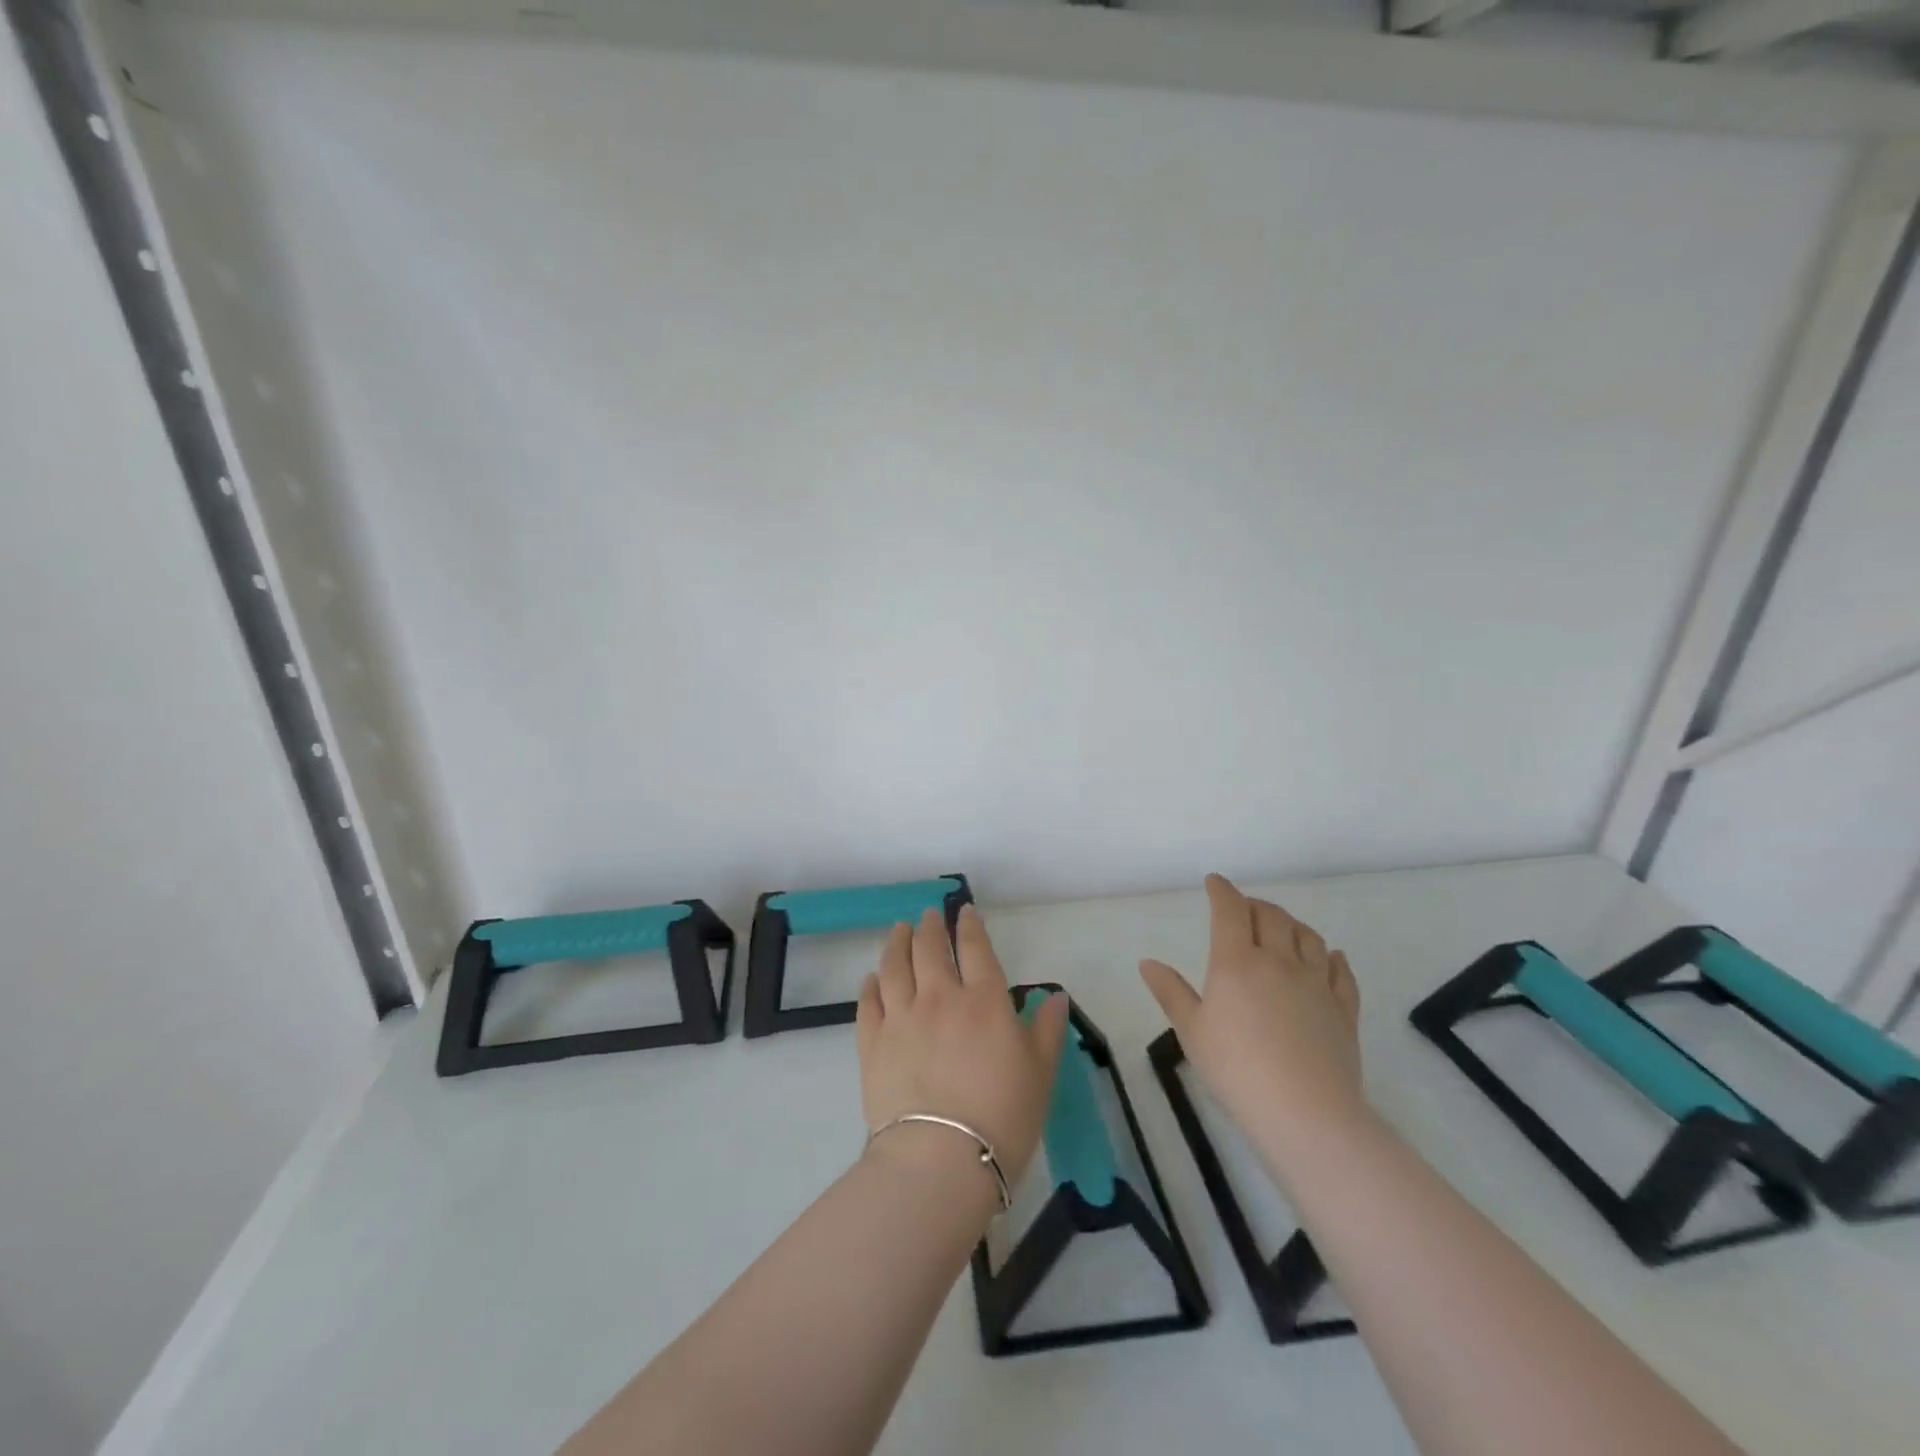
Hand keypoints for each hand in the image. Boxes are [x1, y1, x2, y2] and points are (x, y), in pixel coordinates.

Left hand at [856, 906, 1070, 1193]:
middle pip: (930, 948)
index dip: (970, 926)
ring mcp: (901, 1017)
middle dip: (930, 926)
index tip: (965, 912)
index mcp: (984, 1000)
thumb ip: (1046, 1029)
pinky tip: (872, 978)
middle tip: (929, 915)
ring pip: (894, 965)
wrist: (940, 1160)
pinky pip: (869, 1002)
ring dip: (897, 943)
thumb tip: (1056, 996)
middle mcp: (940, 997)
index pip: (975, 948)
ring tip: (899, 931)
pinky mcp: (872, 1042)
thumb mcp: (1040, 1073)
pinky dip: (871, 984)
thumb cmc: (1002, 1117)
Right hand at [1140, 874, 1365, 1178]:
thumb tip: (1147, 962)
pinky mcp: (1344, 1009)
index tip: (1215, 882)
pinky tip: (1330, 956)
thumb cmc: (1236, 1070)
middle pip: (1271, 916)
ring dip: (1292, 923)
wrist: (1306, 1113)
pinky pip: (1341, 971)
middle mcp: (1279, 961)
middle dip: (1254, 905)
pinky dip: (1332, 957)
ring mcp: (1316, 984)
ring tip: (1282, 926)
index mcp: (1237, 962)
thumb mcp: (1192, 1032)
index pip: (1230, 911)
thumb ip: (1171, 992)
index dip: (1222, 891)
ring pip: (1308, 937)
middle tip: (1243, 907)